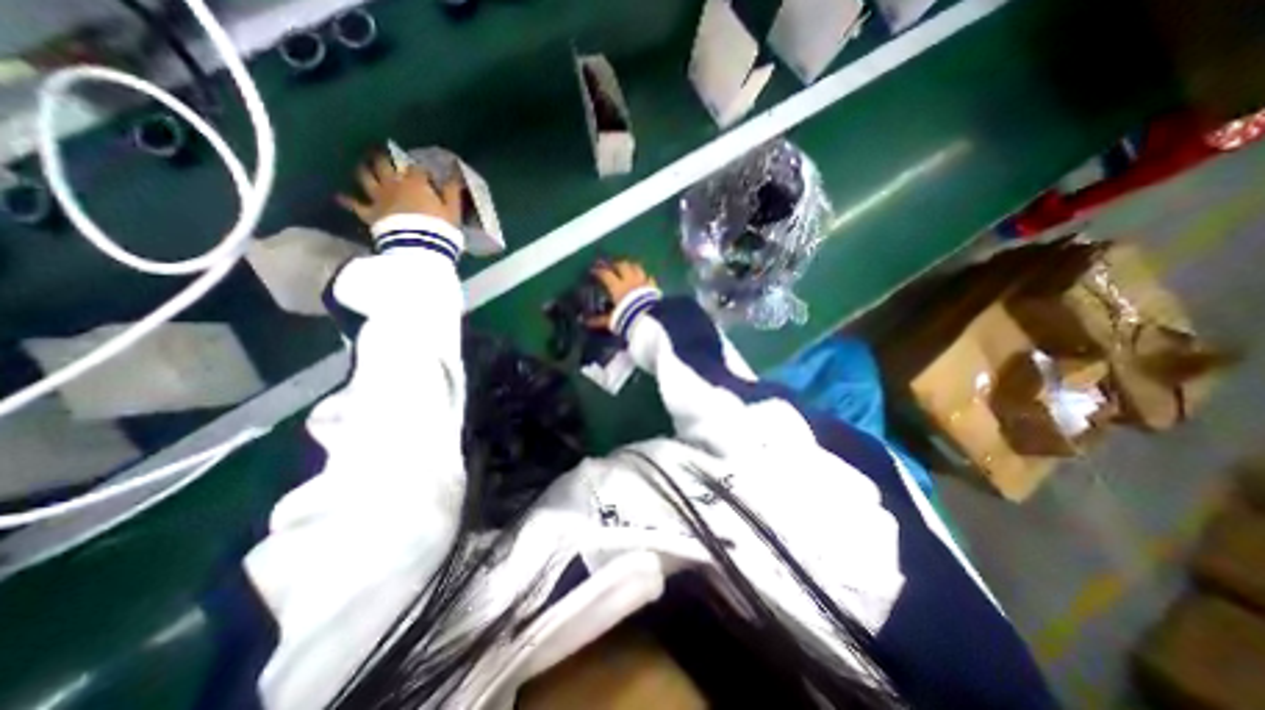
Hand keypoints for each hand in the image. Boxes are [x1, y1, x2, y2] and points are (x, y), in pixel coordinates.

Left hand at [337, 153, 462, 226]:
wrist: (418, 246)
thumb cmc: (440, 227)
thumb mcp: (453, 210)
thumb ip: (452, 191)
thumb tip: (455, 175)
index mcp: (416, 183)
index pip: (418, 169)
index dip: (422, 169)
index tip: (427, 173)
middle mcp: (393, 184)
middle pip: (386, 165)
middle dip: (385, 159)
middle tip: (384, 154)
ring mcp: (379, 198)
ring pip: (366, 178)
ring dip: (364, 170)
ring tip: (363, 167)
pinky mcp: (370, 213)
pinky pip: (355, 205)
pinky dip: (347, 200)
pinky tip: (340, 197)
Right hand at [587, 257, 656, 329]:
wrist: (650, 319)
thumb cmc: (628, 318)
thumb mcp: (612, 320)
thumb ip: (599, 320)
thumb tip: (585, 322)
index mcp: (617, 287)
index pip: (606, 274)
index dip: (599, 271)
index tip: (593, 270)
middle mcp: (629, 281)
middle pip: (622, 266)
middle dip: (616, 264)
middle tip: (612, 266)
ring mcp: (642, 282)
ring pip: (636, 267)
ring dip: (631, 265)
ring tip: (628, 267)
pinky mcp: (653, 286)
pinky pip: (649, 277)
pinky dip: (645, 276)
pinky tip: (645, 277)